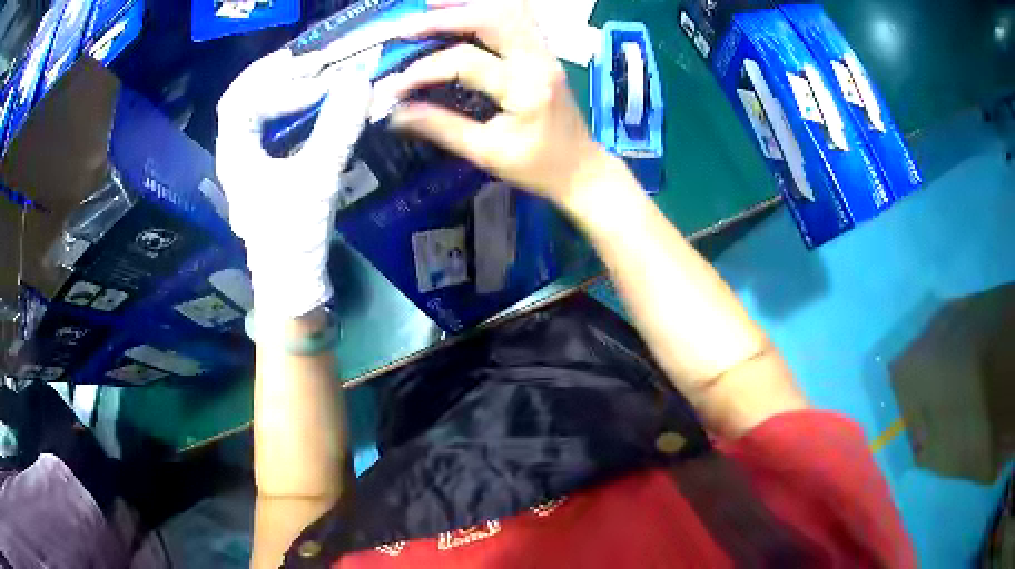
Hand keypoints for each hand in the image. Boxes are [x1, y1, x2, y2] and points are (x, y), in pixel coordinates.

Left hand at [216, 48, 372, 319]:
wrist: (292, 282)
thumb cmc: (294, 235)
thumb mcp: (317, 179)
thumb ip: (336, 128)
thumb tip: (359, 81)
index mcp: (234, 156)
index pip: (242, 101)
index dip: (277, 83)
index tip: (317, 82)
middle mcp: (234, 152)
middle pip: (242, 97)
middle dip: (275, 74)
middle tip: (312, 61)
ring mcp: (247, 159)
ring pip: (253, 108)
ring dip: (279, 86)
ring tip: (310, 72)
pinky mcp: (263, 167)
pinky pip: (268, 123)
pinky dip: (287, 104)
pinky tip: (308, 100)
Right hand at [386, 0, 607, 206]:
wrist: (582, 169)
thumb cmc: (538, 168)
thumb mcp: (487, 153)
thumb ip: (441, 127)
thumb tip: (396, 113)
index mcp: (525, 88)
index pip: (466, 62)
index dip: (424, 70)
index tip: (393, 86)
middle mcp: (538, 60)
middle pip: (492, 18)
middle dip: (445, 18)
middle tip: (406, 28)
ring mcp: (545, 52)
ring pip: (510, 9)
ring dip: (468, 4)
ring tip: (431, 4)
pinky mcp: (544, 52)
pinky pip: (519, 16)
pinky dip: (490, 7)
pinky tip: (465, 9)